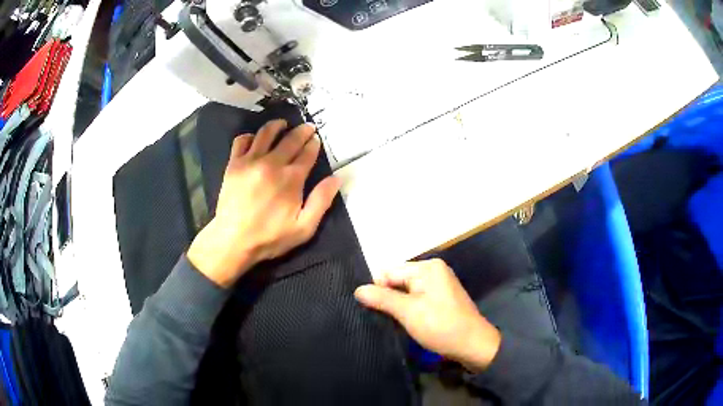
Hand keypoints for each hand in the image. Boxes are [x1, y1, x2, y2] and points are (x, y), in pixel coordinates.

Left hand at [187, 120, 340, 287]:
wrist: (233, 241)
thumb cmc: (270, 237)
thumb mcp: (304, 228)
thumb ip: (321, 201)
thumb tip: (336, 178)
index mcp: (291, 178)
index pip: (307, 153)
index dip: (313, 144)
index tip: (316, 139)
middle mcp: (272, 163)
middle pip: (290, 139)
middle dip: (302, 131)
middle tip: (307, 127)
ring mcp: (250, 161)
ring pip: (266, 133)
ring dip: (277, 125)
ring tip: (283, 124)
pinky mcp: (233, 164)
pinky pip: (241, 141)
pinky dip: (249, 136)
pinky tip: (254, 139)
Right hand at [354, 259, 500, 371]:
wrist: (473, 345)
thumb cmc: (440, 326)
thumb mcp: (408, 312)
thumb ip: (382, 299)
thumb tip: (358, 289)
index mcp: (427, 267)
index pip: (390, 272)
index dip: (378, 290)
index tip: (372, 310)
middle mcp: (434, 270)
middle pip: (399, 279)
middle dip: (389, 297)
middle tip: (384, 317)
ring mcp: (440, 283)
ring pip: (407, 290)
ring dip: (398, 304)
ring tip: (394, 320)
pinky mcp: (442, 297)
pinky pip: (418, 296)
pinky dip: (410, 307)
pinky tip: (408, 321)